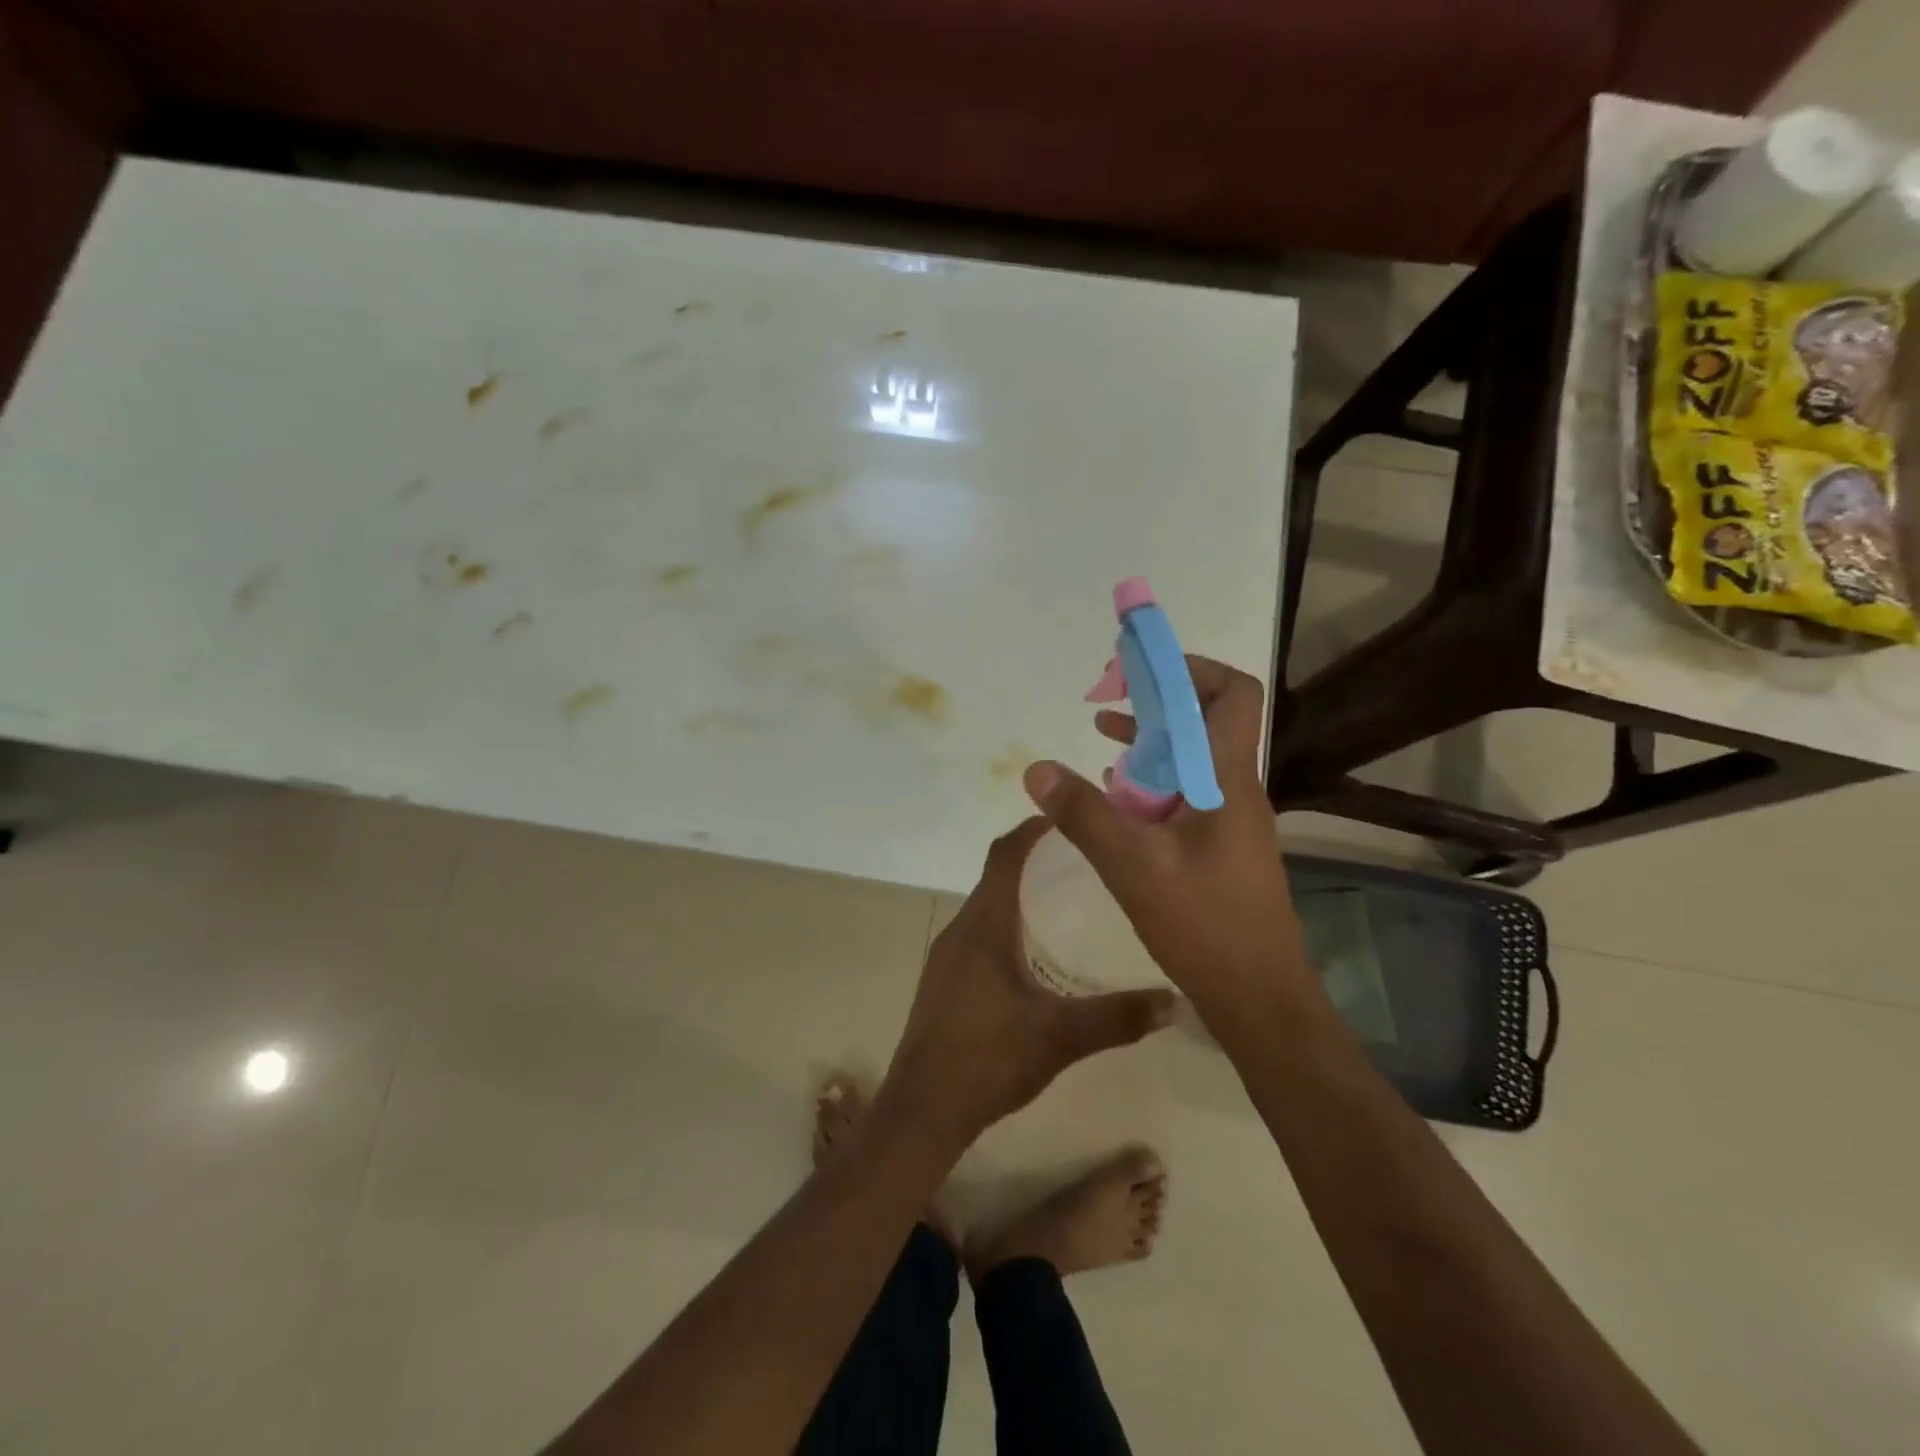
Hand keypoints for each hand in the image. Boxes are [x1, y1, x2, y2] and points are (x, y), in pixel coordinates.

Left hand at [877, 818, 1176, 1153]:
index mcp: (983, 926)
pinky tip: (1037, 953)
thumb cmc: (988, 1059)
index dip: (1033, 829)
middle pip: (996, 875)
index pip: (1004, 855)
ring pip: (987, 906)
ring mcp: (947, 955)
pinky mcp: (945, 979)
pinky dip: (1008, 924)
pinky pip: (980, 933)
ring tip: (1069, 901)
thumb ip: (1117, 1017)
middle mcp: (960, 929)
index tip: (1070, 818)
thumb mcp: (1060, 1036)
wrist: (923, 1108)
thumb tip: (1174, 1000)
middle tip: (1085, 860)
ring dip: (1021, 894)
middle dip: (1036, 860)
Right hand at [1021, 656, 1321, 1024]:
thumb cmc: (1204, 927)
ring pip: (1192, 757)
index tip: (1136, 670)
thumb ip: (1084, 814)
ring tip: (1101, 733)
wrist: (1260, 998)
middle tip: (1106, 695)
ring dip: (1150, 739)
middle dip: (1157, 698)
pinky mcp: (1218, 845)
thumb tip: (1036, 769)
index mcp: (1225, 781)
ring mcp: (1229, 818)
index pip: (1232, 694)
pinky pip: (1184, 792)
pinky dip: (1150, 779)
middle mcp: (1233, 789)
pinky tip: (1115, 793)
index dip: (1190, 667)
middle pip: (1207, 719)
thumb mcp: (1133, 867)